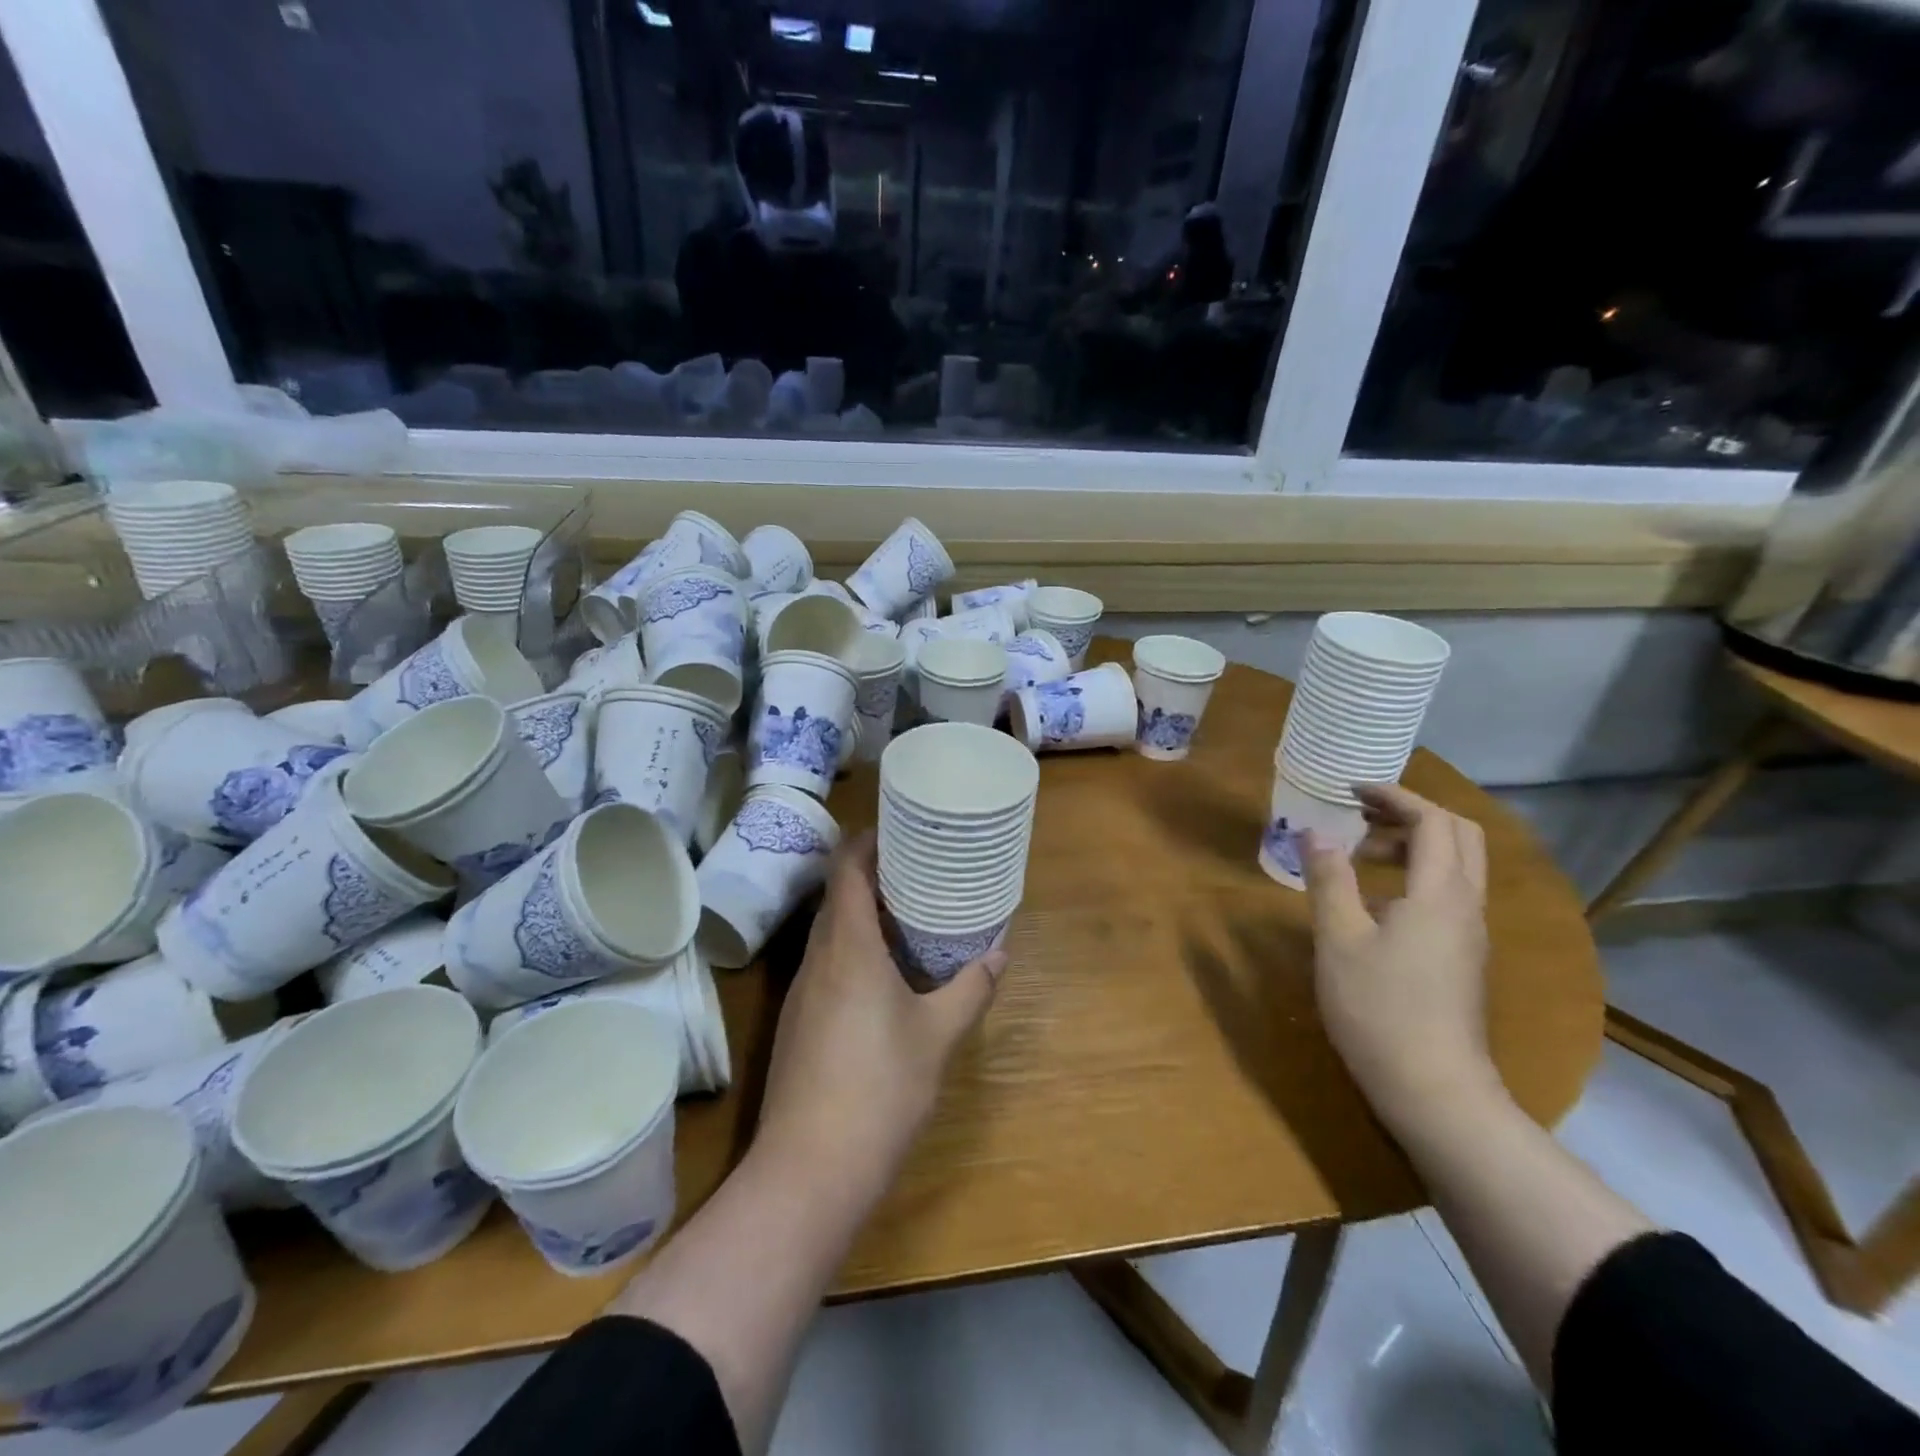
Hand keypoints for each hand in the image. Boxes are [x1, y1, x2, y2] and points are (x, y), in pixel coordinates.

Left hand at [756, 832, 1006, 1187]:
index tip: (899, 829)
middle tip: (917, 869)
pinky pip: (826, 963)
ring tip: (907, 914)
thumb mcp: (938, 1036)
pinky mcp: (798, 1022)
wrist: (809, 1169)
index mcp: (848, 947)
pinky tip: (883, 972)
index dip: (867, 841)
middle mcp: (817, 959)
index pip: (847, 870)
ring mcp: (802, 992)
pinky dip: (853, 949)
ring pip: (829, 932)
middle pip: (837, 896)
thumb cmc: (880, 1089)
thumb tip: (999, 955)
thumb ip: (970, 989)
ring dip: (862, 914)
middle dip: (872, 875)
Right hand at [1303, 785, 1498, 1130]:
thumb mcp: (1339, 938)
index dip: (1395, 796)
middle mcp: (1467, 906)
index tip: (1350, 791)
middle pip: (1459, 836)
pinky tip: (1375, 898)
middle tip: (1361, 812)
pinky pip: (1448, 893)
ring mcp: (1470, 934)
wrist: (1434, 1089)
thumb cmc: (1379, 1008)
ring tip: (1360, 852)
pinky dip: (1415, 874)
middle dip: (1411, 813)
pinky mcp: (1462, 957)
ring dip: (1413, 844)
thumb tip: (1315, 833)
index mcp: (1440, 894)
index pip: (1433, 821)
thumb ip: (1329, 879)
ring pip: (1456, 866)